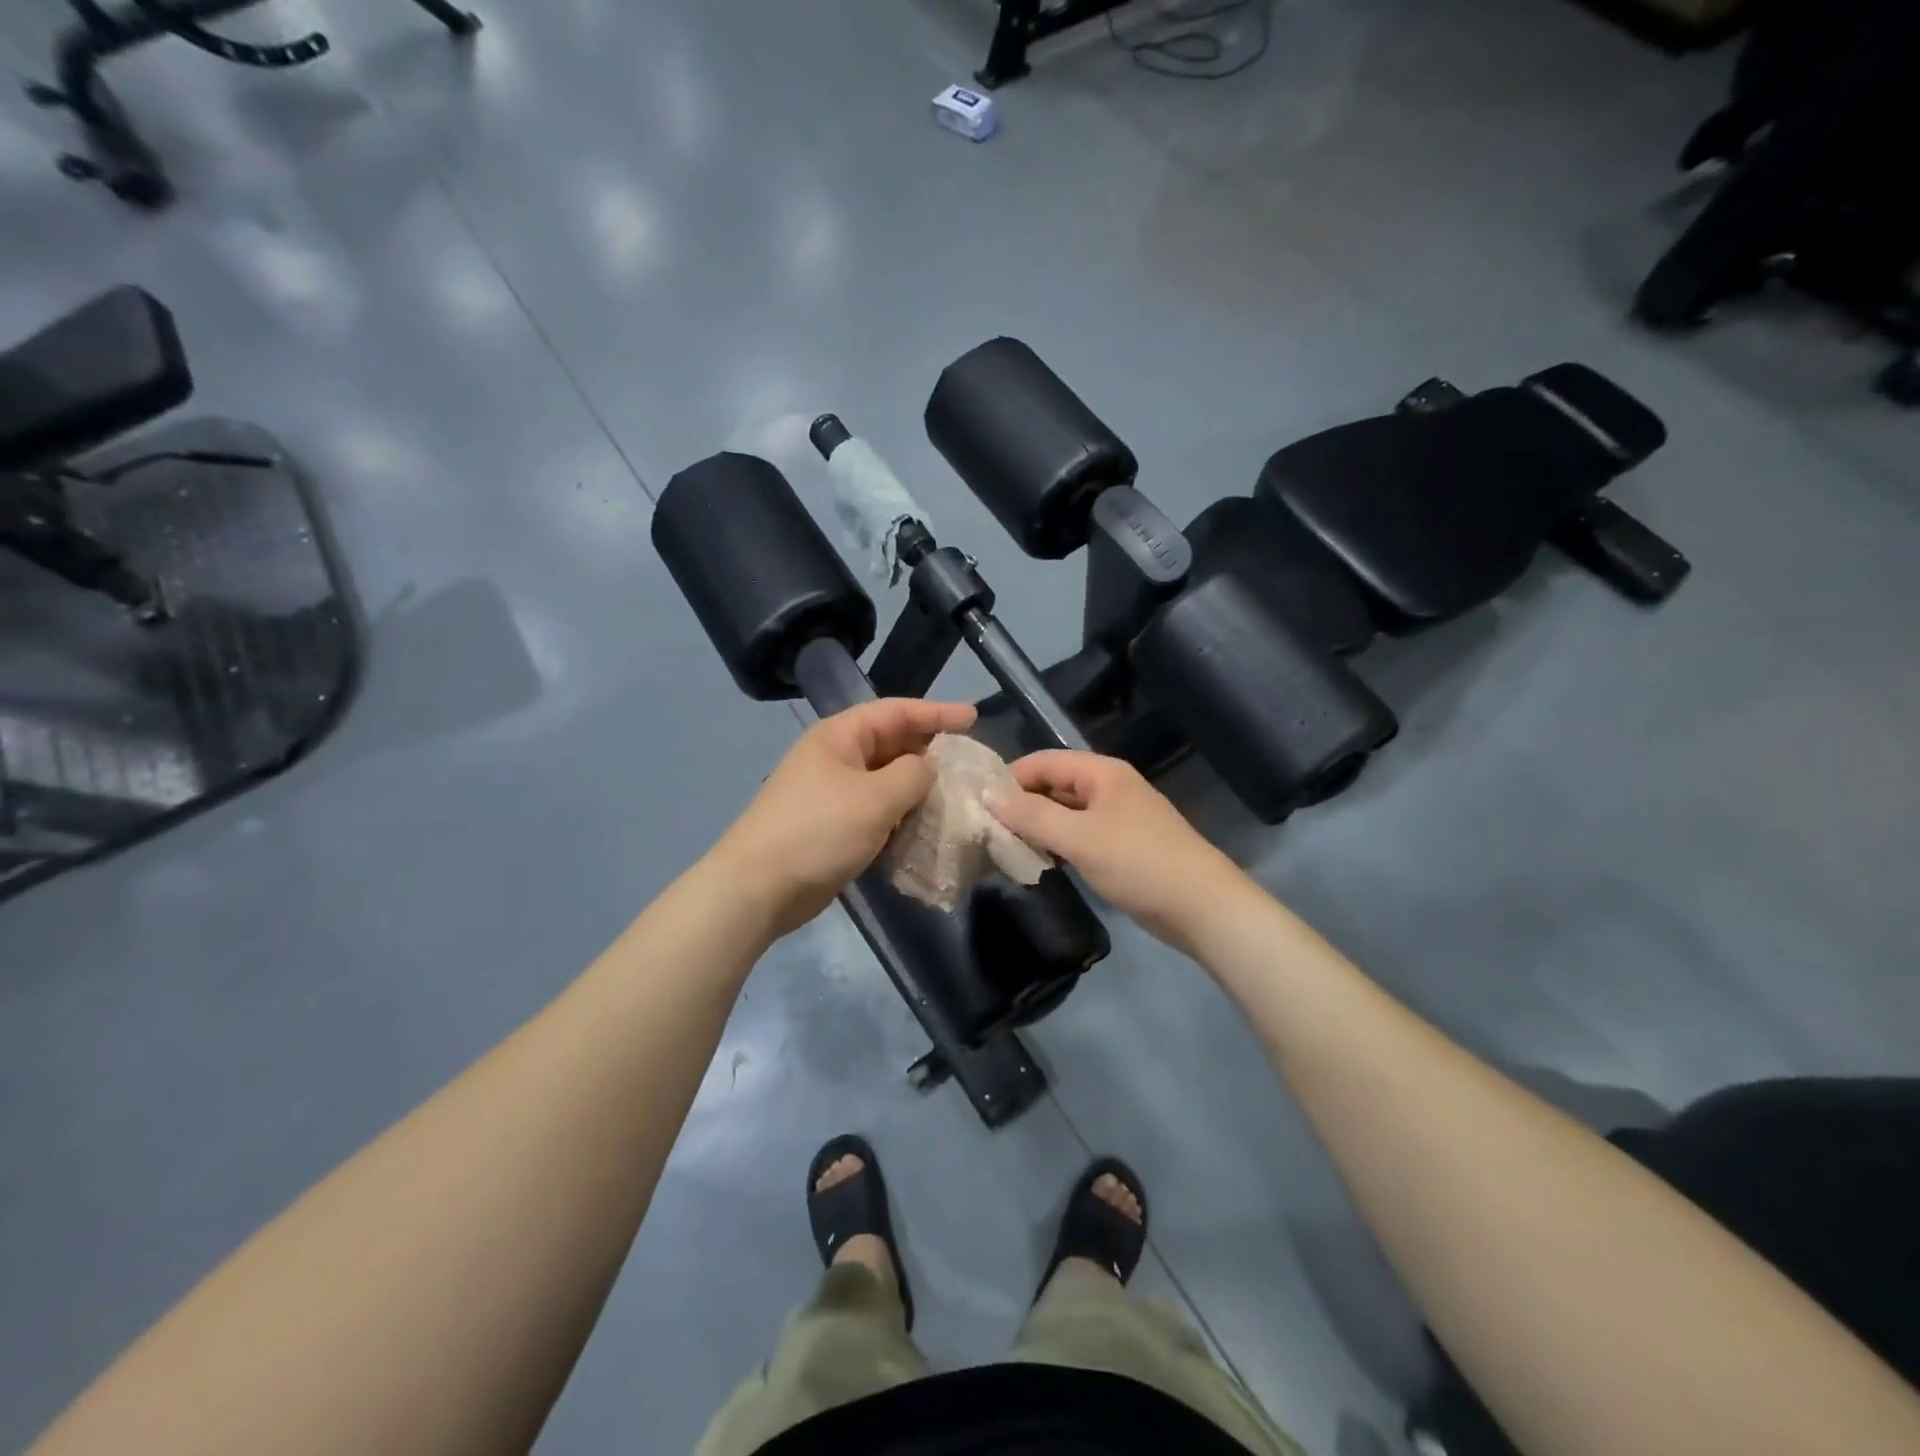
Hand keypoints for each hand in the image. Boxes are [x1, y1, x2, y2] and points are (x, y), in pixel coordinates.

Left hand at [710, 699, 976, 938]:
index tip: (974, 718)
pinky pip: (878, 811)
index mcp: (841, 736)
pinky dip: (902, 816)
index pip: (896, 711)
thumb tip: (927, 769)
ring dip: (919, 789)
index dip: (937, 712)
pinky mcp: (835, 827)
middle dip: (930, 752)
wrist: (758, 888)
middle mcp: (837, 758)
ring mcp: (834, 793)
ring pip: (887, 781)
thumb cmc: (818, 831)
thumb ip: (913, 775)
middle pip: (892, 744)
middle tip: (969, 764)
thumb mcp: (875, 798)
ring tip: (956, 798)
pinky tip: (926, 829)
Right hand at [986, 751, 1250, 953]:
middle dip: (1020, 805)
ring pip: (1063, 813)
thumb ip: (1031, 815)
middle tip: (985, 830)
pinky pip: (1077, 835)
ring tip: (1002, 847)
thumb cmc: (1139, 863)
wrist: (1202, 907)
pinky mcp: (1119, 846)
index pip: (1043, 761)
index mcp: (1101, 773)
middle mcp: (1107, 788)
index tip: (977, 804)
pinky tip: (1036, 862)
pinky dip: (1056, 845)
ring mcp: (1115, 818)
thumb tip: (987, 794)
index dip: (1009, 778)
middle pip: (1052, 785)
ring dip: (1036, 827)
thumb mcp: (1079, 838)